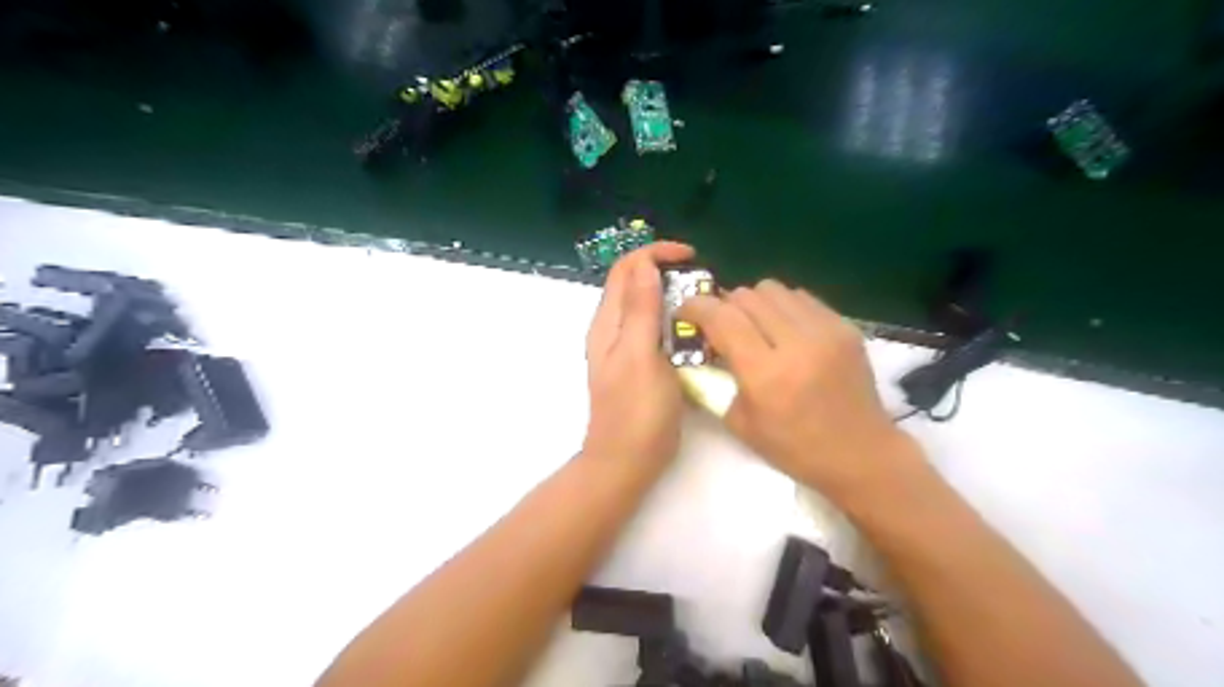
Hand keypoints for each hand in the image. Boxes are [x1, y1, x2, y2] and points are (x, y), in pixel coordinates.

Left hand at [586, 243, 697, 465]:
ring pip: (648, 306)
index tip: (692, 256)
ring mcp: (627, 348)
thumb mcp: (640, 355)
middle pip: (636, 283)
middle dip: (667, 271)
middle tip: (703, 281)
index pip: (627, 268)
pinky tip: (697, 331)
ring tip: (705, 302)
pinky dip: (676, 320)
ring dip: (673, 295)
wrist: (626, 462)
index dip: (655, 253)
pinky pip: (657, 329)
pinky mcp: (642, 364)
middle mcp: (614, 329)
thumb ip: (640, 310)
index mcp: (609, 322)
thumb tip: (646, 265)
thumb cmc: (635, 411)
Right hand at [679, 278, 918, 499]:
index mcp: (766, 374)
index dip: (696, 308)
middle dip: (724, 306)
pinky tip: (785, 331)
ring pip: (773, 289)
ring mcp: (826, 331)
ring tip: (755, 326)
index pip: (722, 317)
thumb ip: (716, 379)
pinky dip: (783, 307)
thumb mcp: (740, 423)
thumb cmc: (795, 448)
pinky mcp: (845, 326)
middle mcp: (797, 343)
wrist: (861, 454)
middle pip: (746, 296)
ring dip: (754, 303)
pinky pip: (801, 297)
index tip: (685, 314)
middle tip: (722, 327)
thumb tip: (702, 345)